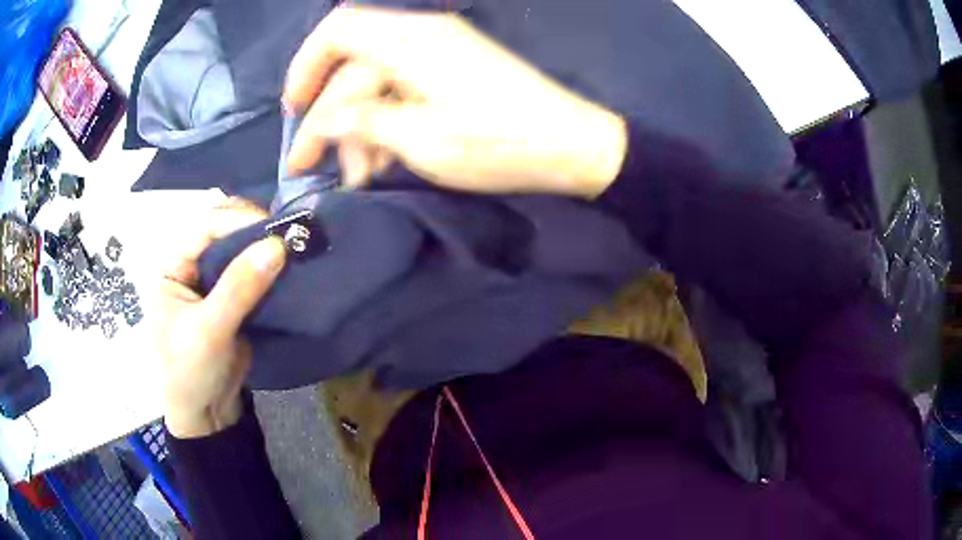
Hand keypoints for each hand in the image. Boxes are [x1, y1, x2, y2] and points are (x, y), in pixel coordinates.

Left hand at [153, 199, 286, 438]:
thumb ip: (239, 288)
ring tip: (292, 242)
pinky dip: (268, 264)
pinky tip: (287, 262)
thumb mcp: (209, 331)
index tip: (275, 226)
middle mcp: (188, 264)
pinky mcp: (230, 295)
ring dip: (262, 243)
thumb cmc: (191, 373)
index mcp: (170, 266)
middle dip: (252, 226)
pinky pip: (250, 269)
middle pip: (220, 229)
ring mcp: (209, 279)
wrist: (206, 414)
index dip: (237, 221)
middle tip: (286, 231)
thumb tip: (278, 245)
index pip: (203, 228)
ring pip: (237, 246)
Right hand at [283, 6, 626, 197]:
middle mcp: (420, 35)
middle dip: (329, 119)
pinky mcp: (451, 73)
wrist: (572, 145)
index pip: (337, 31)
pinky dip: (385, 124)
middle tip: (312, 168)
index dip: (305, 67)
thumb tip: (322, 116)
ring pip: (375, 84)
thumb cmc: (500, 143)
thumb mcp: (421, 139)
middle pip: (352, 67)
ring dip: (359, 130)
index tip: (293, 111)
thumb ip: (362, 121)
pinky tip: (384, 162)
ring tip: (360, 178)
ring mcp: (438, 53)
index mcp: (410, 40)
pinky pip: (401, 90)